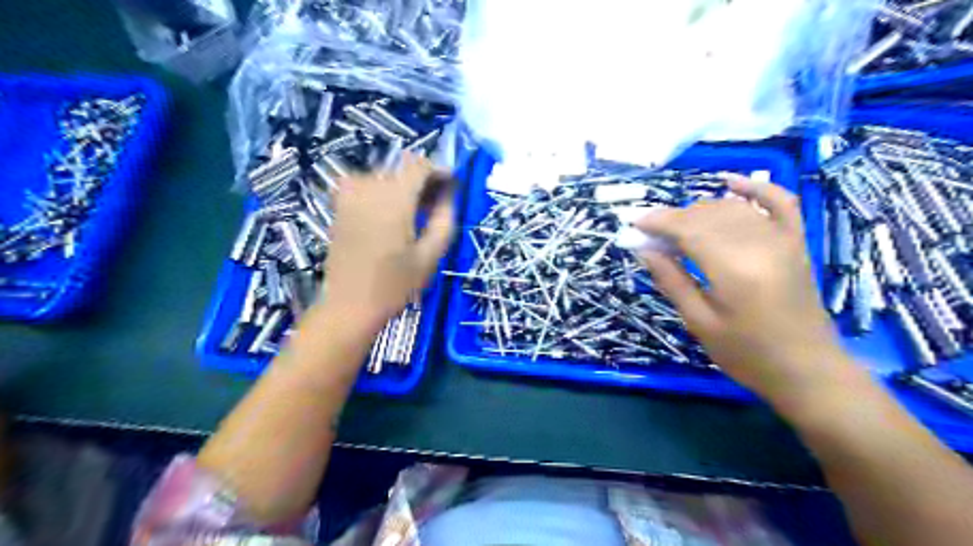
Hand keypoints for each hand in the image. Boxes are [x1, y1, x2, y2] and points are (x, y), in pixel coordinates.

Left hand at [322, 152, 454, 331]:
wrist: (350, 305)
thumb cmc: (395, 285)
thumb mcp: (431, 255)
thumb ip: (445, 218)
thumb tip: (449, 192)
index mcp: (392, 199)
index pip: (419, 165)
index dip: (439, 171)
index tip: (452, 187)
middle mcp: (367, 187)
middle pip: (402, 169)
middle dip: (423, 181)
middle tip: (437, 206)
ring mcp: (349, 194)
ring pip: (386, 176)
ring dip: (404, 188)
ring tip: (416, 214)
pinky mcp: (339, 205)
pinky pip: (367, 185)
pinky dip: (384, 193)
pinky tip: (391, 216)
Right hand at [637, 177, 848, 406]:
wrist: (808, 370)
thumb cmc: (747, 354)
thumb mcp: (699, 323)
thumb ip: (672, 281)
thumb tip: (644, 250)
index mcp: (733, 269)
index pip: (688, 229)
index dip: (658, 222)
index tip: (635, 223)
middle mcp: (759, 245)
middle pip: (707, 215)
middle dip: (673, 218)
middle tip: (651, 234)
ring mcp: (782, 240)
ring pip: (732, 208)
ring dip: (699, 210)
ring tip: (677, 226)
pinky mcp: (796, 243)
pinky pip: (779, 202)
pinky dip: (756, 188)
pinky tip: (730, 182)